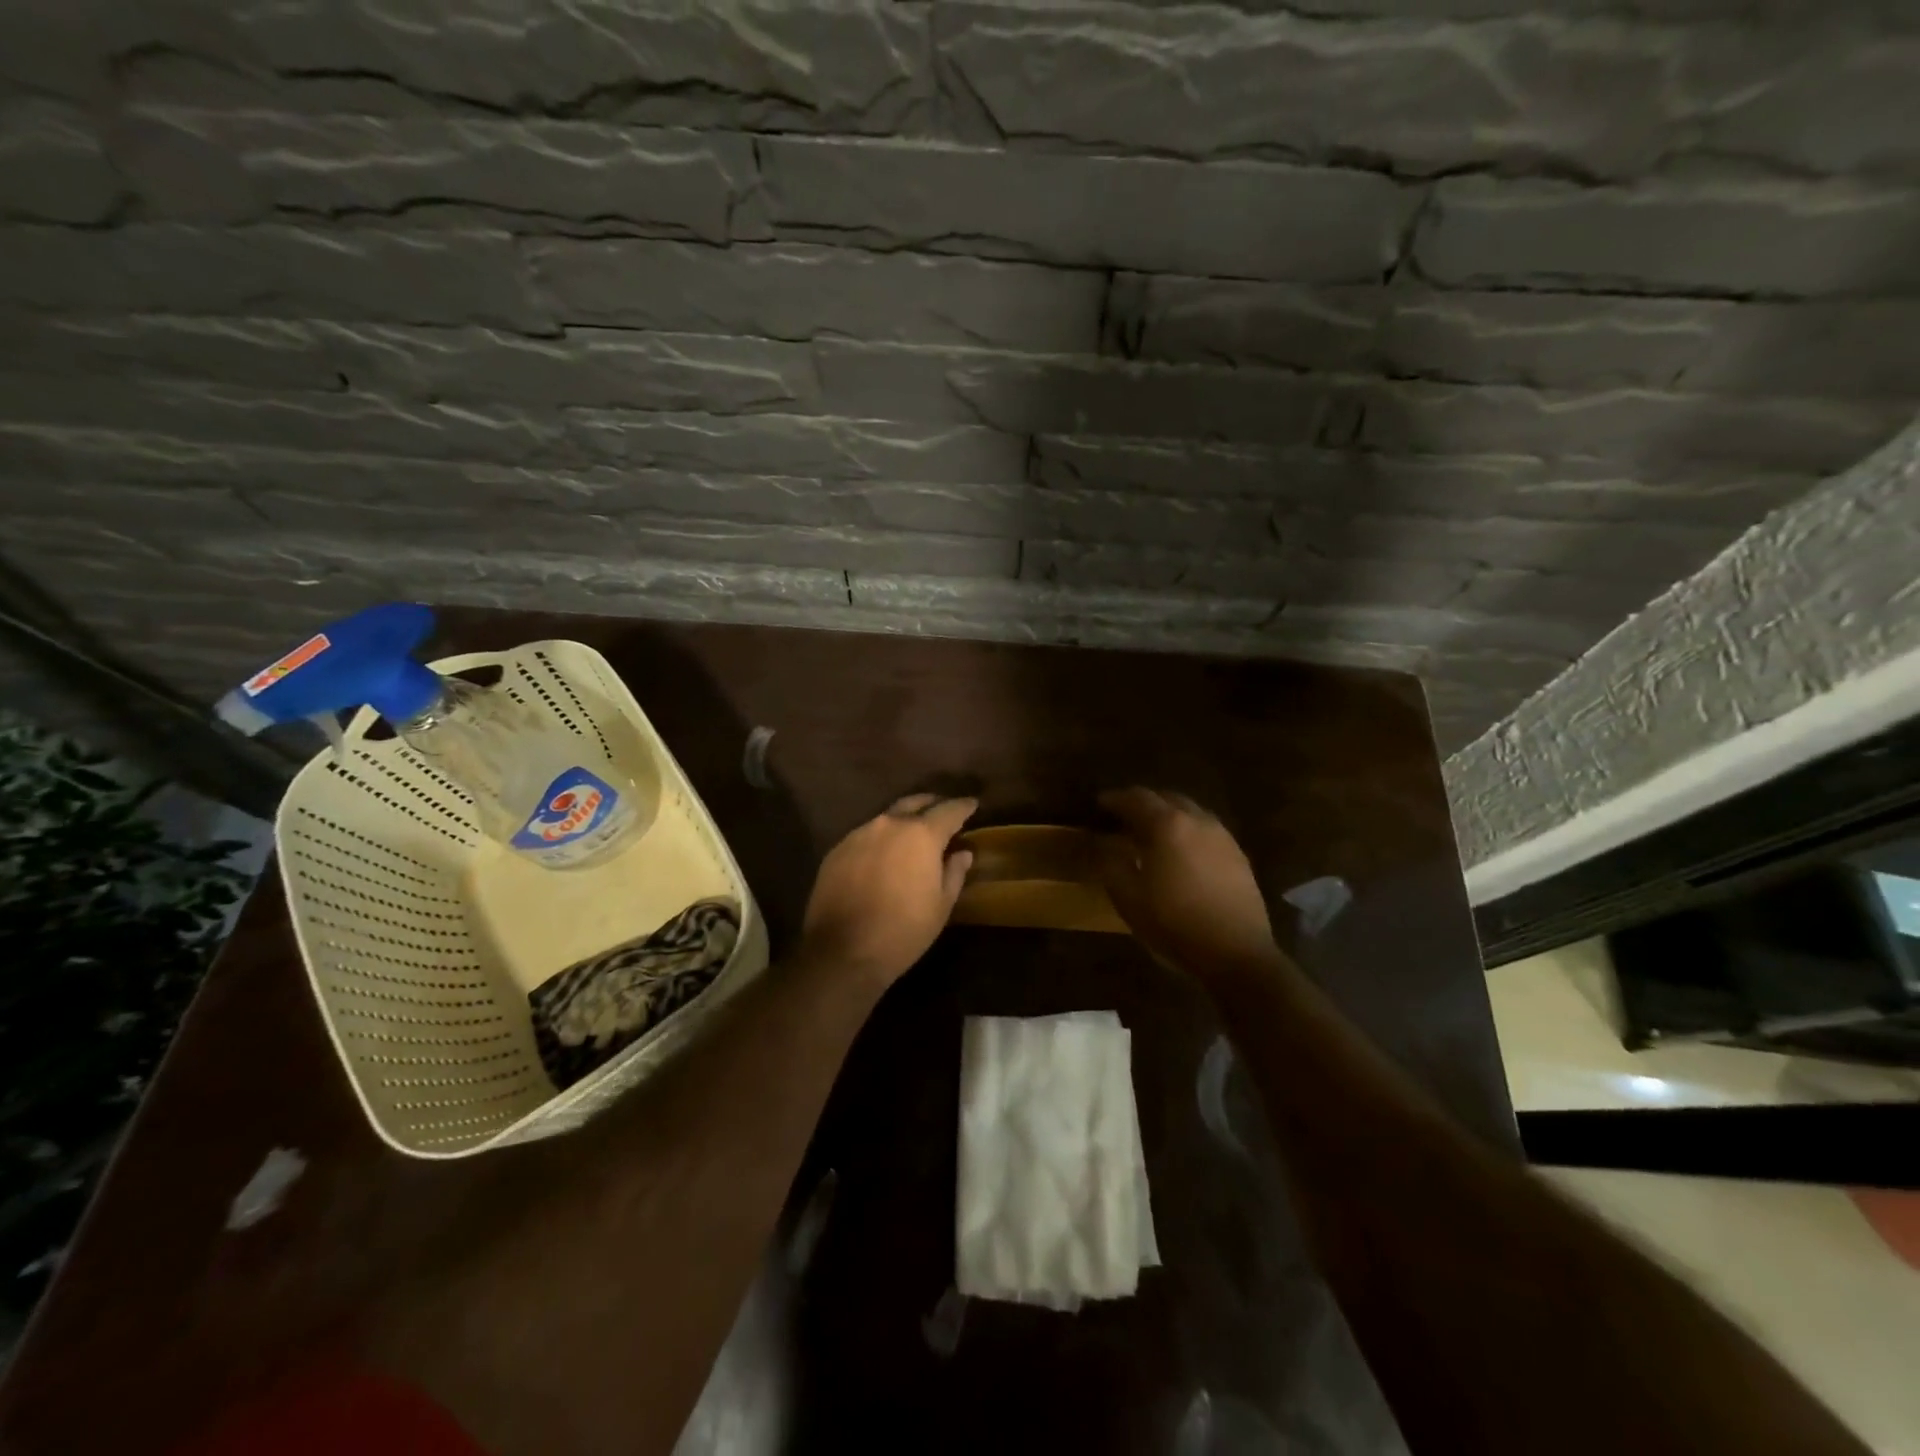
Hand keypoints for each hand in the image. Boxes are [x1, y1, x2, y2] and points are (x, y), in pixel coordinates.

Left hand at [798, 793, 977, 990]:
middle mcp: (889, 824)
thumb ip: (954, 872)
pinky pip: (866, 836)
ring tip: (912, 835)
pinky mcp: (837, 850)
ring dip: (903, 822)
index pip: (949, 810)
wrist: (842, 951)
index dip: (963, 807)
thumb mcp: (940, 906)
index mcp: (921, 835)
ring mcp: (859, 834)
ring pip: (887, 818)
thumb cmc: (903, 931)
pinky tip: (883, 856)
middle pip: (915, 803)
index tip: (972, 804)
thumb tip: (962, 853)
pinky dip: (880, 840)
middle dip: (932, 804)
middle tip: (943, 812)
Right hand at [1097, 787, 1282, 978]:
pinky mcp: (1238, 856)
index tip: (1098, 804)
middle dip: (1142, 803)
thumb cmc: (1174, 923)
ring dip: (1167, 816)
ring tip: (1151, 835)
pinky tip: (1180, 853)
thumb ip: (1110, 861)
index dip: (1114, 799)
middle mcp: (1197, 820)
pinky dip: (1187, 831)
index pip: (1136, 798)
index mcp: (1168, 824)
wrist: (1237, 954)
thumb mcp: (1128, 896)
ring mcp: (1222, 836)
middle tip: (1123, 818)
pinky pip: (1206, 830)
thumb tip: (1102, 840)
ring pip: (1189, 812)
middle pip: (1165, 798)